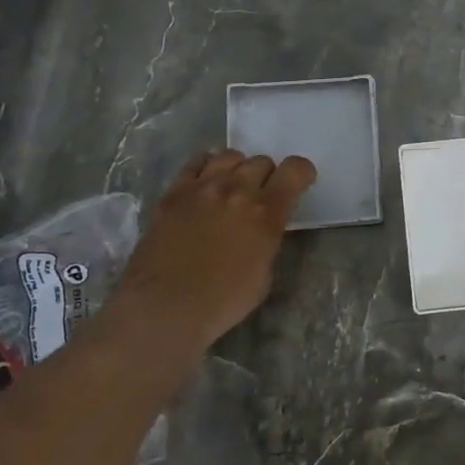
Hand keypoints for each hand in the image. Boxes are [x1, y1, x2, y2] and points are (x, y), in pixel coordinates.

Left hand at [105, 150, 316, 353]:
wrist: (163, 308)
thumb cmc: (221, 302)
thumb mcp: (264, 275)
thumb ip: (267, 239)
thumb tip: (262, 228)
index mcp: (265, 213)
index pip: (294, 170)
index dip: (301, 173)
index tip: (299, 184)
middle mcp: (236, 191)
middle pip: (261, 161)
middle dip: (267, 176)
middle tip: (261, 196)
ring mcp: (202, 188)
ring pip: (230, 156)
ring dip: (238, 169)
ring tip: (232, 187)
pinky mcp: (173, 193)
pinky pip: (195, 163)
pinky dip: (207, 167)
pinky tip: (205, 183)